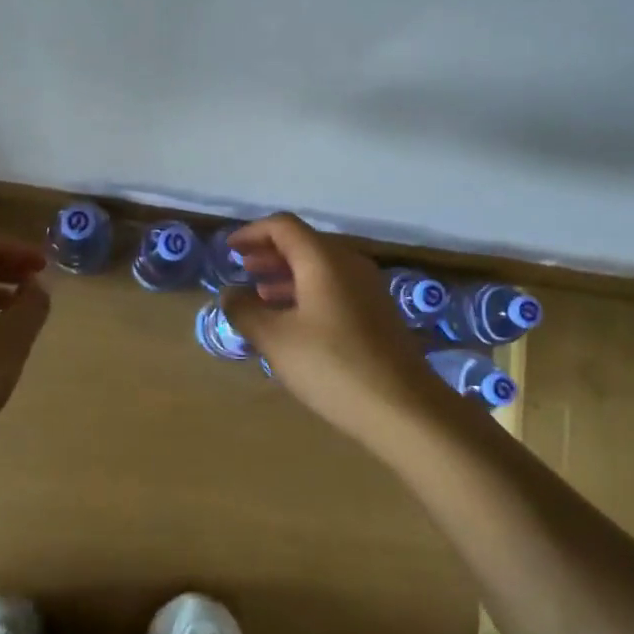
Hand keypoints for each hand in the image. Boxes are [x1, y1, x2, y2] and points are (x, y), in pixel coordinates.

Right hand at [222, 214, 446, 448]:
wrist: (404, 407)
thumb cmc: (332, 366)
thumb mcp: (276, 340)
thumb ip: (245, 311)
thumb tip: (229, 293)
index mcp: (323, 259)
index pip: (283, 226)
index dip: (252, 232)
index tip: (230, 250)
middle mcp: (349, 263)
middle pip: (303, 243)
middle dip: (269, 253)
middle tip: (242, 268)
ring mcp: (368, 287)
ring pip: (320, 267)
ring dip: (287, 274)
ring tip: (260, 294)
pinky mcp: (377, 312)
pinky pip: (335, 287)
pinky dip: (307, 291)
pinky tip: (293, 319)